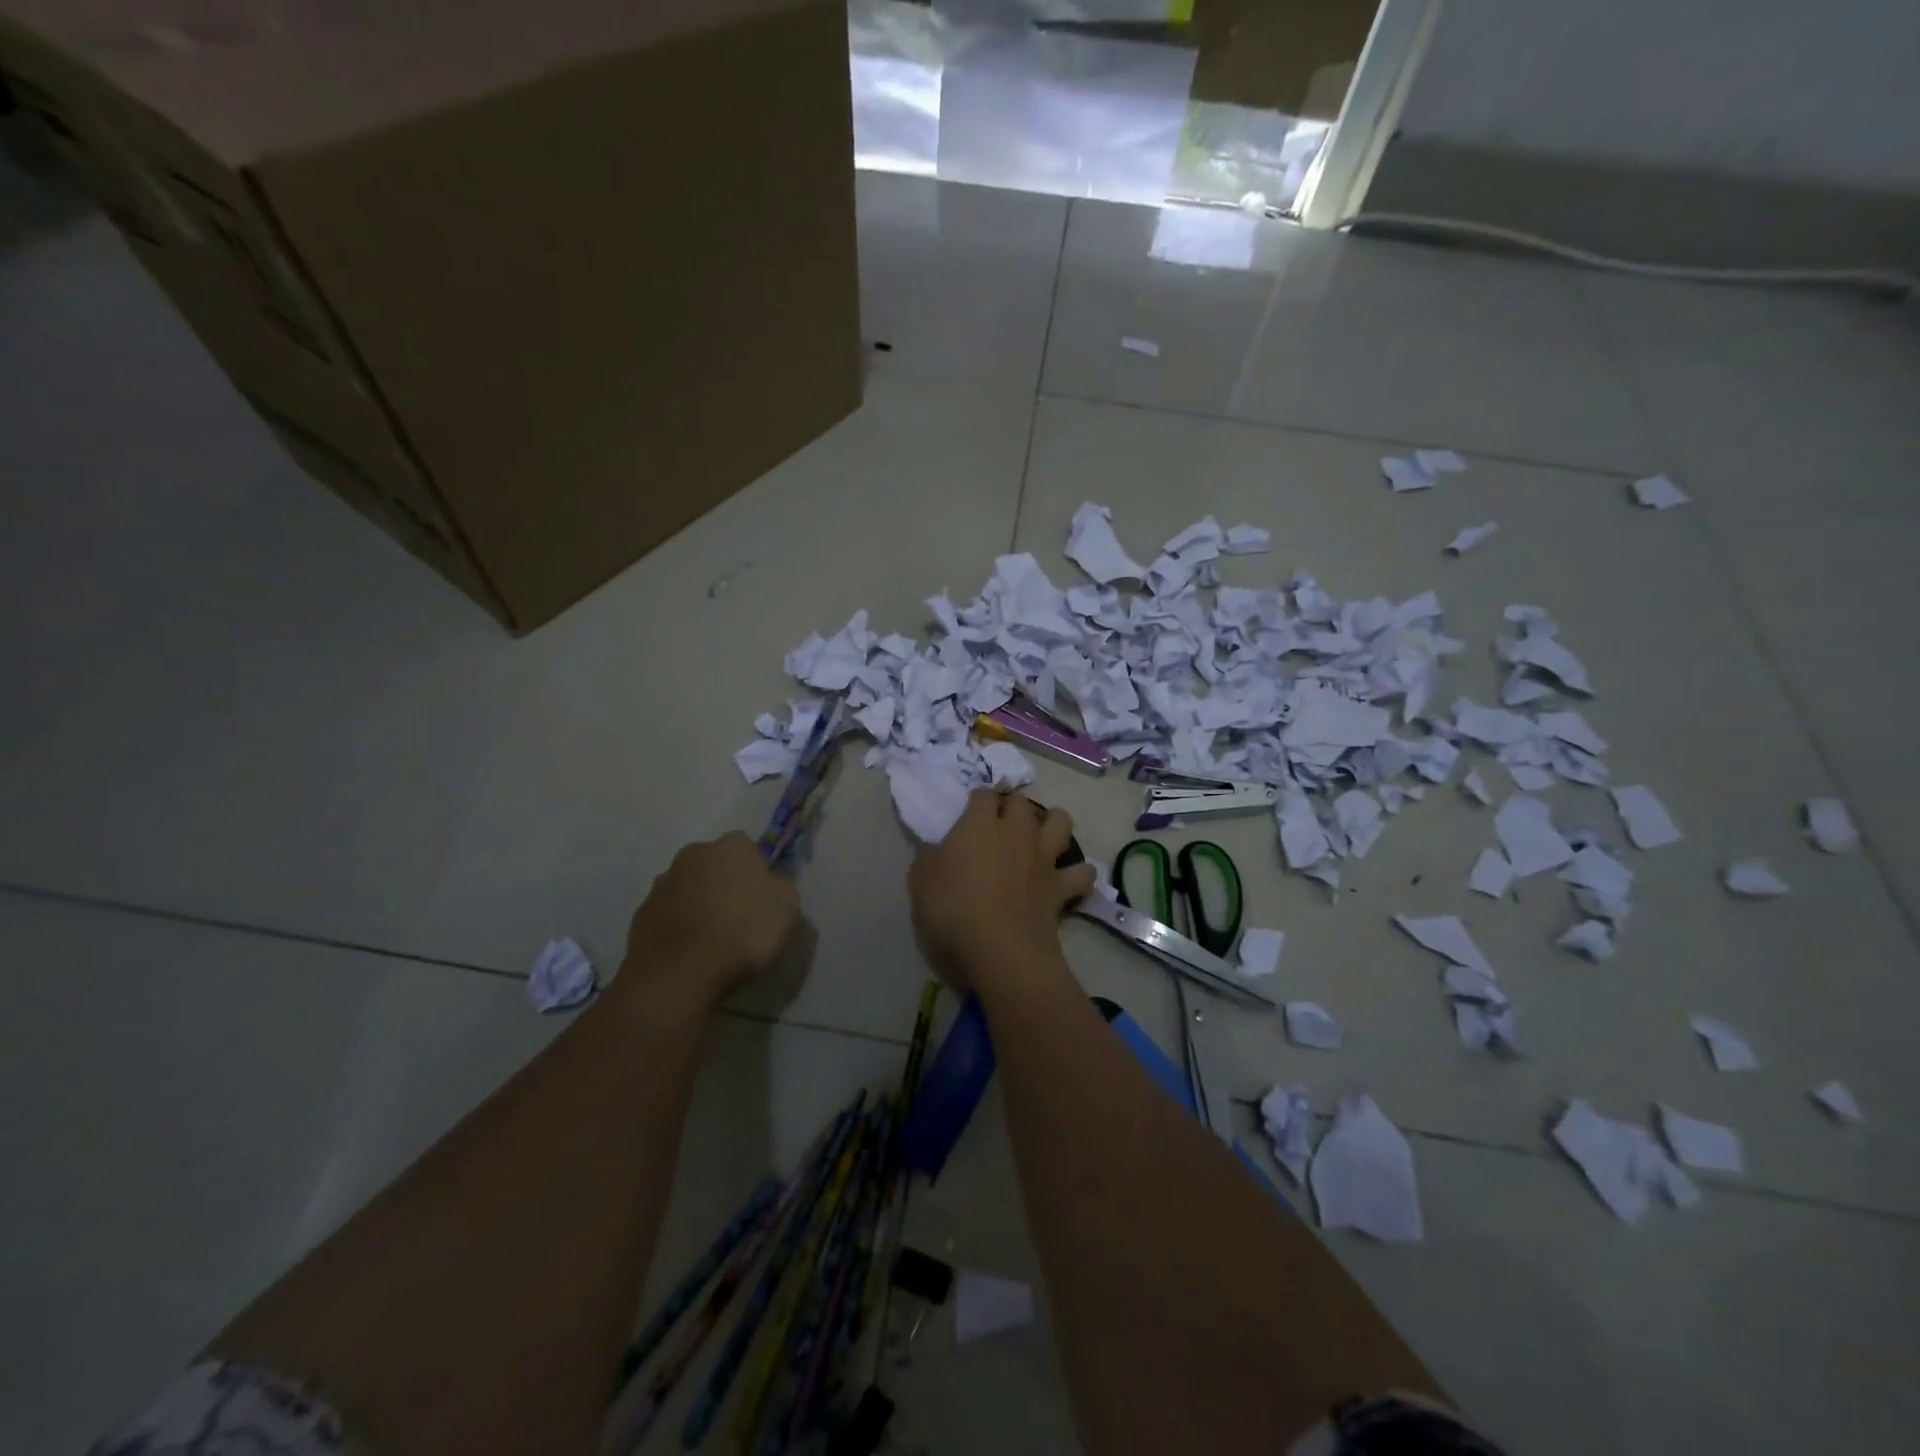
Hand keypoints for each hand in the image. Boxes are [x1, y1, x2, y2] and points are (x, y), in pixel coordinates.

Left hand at [620, 833, 801, 1012]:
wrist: (681, 973)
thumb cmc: (743, 932)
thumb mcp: (787, 907)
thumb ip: (779, 886)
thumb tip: (769, 884)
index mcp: (731, 846)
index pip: (748, 848)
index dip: (757, 872)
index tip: (762, 898)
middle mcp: (693, 854)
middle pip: (714, 864)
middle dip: (723, 883)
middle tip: (738, 917)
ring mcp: (662, 883)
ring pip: (688, 888)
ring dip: (698, 903)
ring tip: (712, 939)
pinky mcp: (641, 914)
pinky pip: (668, 914)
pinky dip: (678, 926)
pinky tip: (689, 951)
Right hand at [909, 790, 1095, 994]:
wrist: (999, 951)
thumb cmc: (952, 910)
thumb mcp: (921, 881)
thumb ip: (931, 857)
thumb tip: (938, 849)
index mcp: (980, 824)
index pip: (983, 794)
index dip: (978, 799)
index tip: (970, 810)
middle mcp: (1016, 832)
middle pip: (1022, 802)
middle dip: (1013, 805)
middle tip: (1001, 822)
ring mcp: (1043, 858)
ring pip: (1061, 822)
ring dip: (1053, 823)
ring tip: (1042, 835)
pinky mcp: (1061, 888)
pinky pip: (1082, 873)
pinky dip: (1079, 873)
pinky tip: (1071, 879)